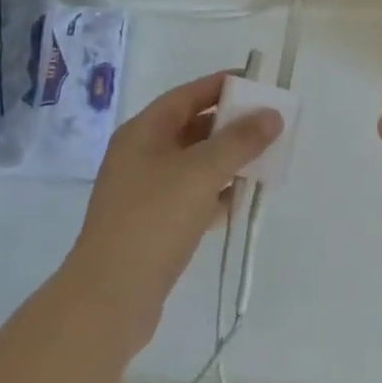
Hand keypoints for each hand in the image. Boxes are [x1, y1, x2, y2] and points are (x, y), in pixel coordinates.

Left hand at [65, 71, 281, 353]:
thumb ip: (239, 141)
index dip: (221, 85)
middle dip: (230, 125)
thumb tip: (271, 114)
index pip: (187, 95)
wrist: (109, 299)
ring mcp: (145, 192)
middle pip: (192, 128)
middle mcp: (141, 155)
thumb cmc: (153, 220)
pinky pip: (191, 196)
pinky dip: (216, 193)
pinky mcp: (153, 225)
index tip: (256, 82)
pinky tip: (242, 200)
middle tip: (268, 125)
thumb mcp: (201, 172)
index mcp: (143, 132)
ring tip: (264, 160)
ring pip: (194, 164)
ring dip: (227, 160)